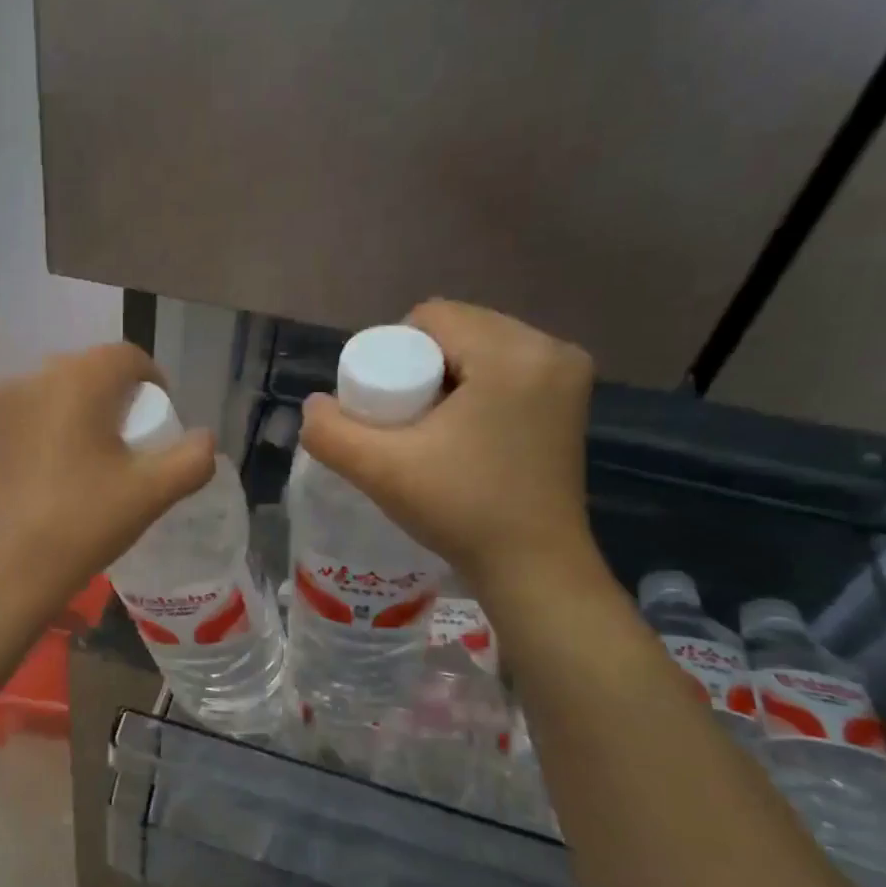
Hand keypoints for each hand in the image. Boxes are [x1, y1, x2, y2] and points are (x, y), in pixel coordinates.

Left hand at [0, 343, 216, 609]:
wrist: (0, 570)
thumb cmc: (80, 524)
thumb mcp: (150, 495)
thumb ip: (191, 460)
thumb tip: (204, 440)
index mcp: (77, 380)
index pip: (127, 357)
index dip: (154, 382)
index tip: (161, 423)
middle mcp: (35, 378)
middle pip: (90, 370)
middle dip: (118, 398)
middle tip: (132, 444)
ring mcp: (2, 405)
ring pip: (57, 392)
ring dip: (83, 413)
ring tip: (95, 461)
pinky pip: (31, 415)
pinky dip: (52, 429)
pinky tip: (56, 474)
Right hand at [300, 300, 596, 589]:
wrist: (533, 568)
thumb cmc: (461, 511)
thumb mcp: (381, 470)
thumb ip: (331, 431)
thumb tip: (315, 405)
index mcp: (512, 353)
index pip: (430, 318)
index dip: (392, 353)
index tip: (382, 405)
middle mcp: (549, 350)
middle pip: (457, 330)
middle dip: (419, 365)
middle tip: (399, 420)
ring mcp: (566, 375)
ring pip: (480, 348)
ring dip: (445, 376)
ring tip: (427, 427)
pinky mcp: (570, 399)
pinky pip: (504, 369)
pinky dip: (474, 387)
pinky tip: (461, 429)